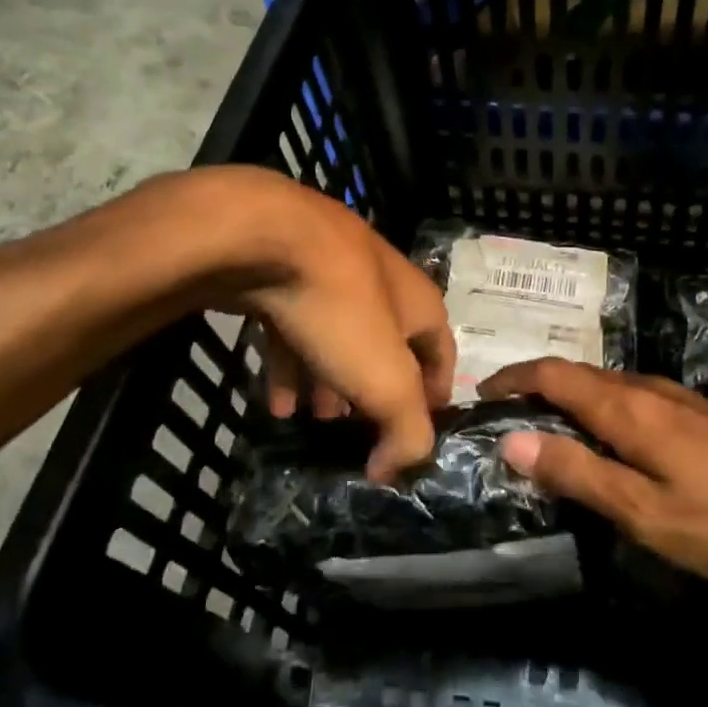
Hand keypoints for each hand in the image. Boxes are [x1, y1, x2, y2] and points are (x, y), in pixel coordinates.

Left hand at [145, 167, 454, 477]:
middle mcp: (382, 284)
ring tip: (314, 421)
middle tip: (356, 431)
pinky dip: (293, 366)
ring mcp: (332, 274)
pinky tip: (277, 402)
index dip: (434, 396)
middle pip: (386, 348)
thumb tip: (395, 470)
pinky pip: (296, 328)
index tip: (413, 434)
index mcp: (420, 302)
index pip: (442, 354)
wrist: (265, 237)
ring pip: (339, 339)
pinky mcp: (285, 274)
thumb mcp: (387, 380)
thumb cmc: (341, 309)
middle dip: (374, 393)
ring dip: (331, 383)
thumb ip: (406, 431)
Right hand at [477, 360, 707, 585]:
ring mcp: (677, 399)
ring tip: (541, 433)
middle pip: (576, 375)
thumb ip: (579, 474)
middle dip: (533, 388)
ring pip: (604, 387)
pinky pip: (629, 400)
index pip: (552, 375)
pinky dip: (597, 412)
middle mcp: (647, 390)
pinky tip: (604, 444)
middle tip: (501, 421)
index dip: (512, 379)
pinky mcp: (698, 416)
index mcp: (627, 408)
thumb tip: (512, 440)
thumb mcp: (647, 512)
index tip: (478, 396)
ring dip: (565, 400)